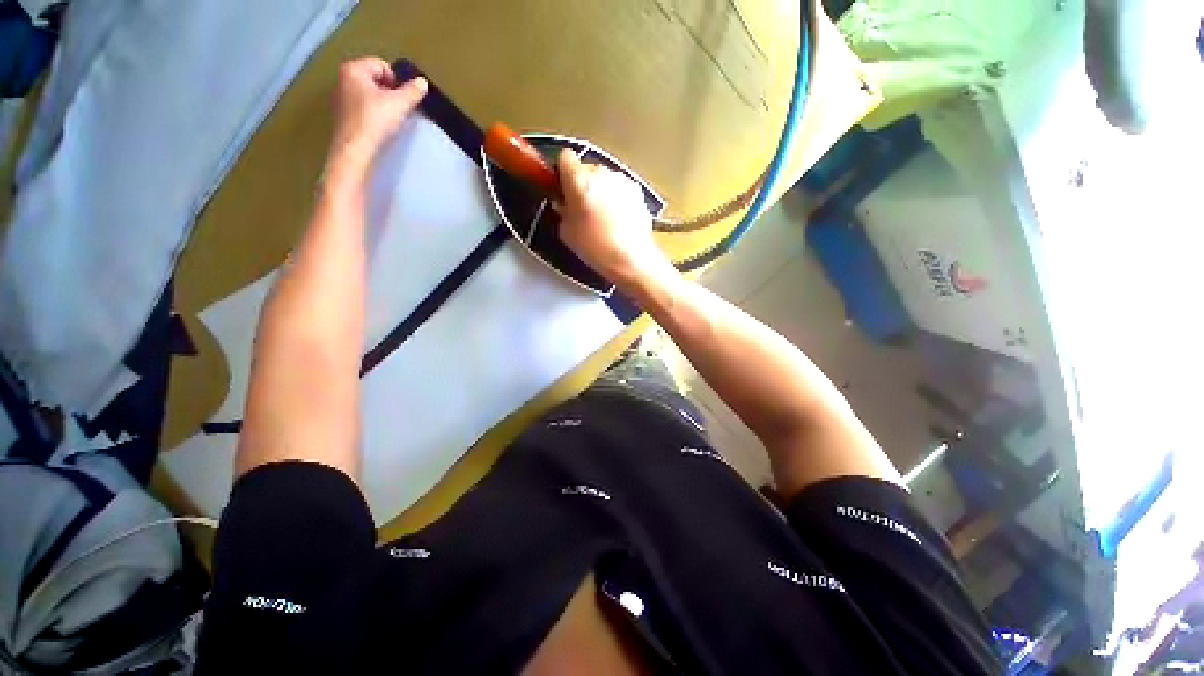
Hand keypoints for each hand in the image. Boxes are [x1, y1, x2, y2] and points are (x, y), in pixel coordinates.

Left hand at [329, 57, 427, 163]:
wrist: (355, 149)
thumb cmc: (376, 121)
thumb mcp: (400, 104)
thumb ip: (413, 91)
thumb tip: (422, 82)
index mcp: (353, 69)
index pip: (381, 65)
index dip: (397, 81)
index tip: (404, 98)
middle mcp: (342, 78)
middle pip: (373, 79)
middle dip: (388, 91)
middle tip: (399, 108)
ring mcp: (338, 97)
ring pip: (366, 93)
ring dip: (380, 102)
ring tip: (390, 118)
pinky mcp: (340, 115)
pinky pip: (360, 107)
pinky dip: (371, 113)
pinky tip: (378, 126)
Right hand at [556, 150, 671, 288]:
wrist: (631, 258)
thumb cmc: (595, 247)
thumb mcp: (566, 232)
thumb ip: (563, 211)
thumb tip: (565, 204)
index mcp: (579, 179)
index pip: (565, 157)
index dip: (562, 173)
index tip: (562, 189)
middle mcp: (601, 172)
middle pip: (586, 168)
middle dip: (582, 184)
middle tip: (581, 209)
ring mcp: (622, 180)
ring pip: (604, 179)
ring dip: (601, 191)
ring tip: (602, 218)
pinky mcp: (637, 190)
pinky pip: (620, 188)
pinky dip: (616, 199)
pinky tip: (618, 220)